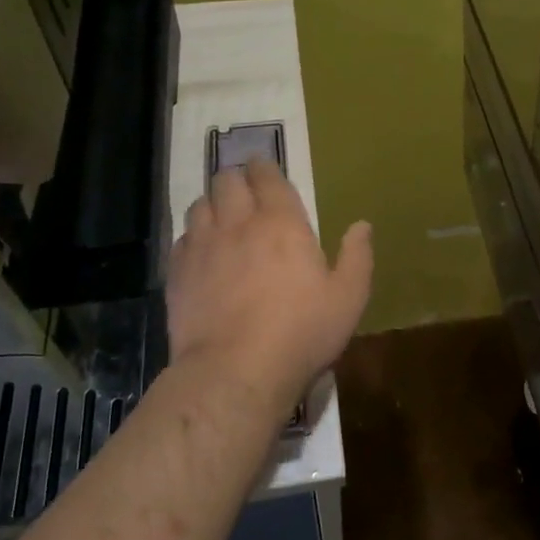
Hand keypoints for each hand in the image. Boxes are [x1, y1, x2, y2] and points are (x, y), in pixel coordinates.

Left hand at [167, 160, 372, 410]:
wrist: (236, 371)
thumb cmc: (301, 332)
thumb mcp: (347, 298)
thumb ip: (357, 257)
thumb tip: (362, 225)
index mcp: (282, 222)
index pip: (267, 177)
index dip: (264, 167)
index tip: (264, 167)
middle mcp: (238, 223)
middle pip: (226, 181)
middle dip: (236, 179)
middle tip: (245, 191)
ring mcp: (203, 246)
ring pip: (200, 204)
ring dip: (212, 204)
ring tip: (221, 217)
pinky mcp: (178, 273)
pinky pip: (182, 238)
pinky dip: (193, 236)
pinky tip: (201, 251)